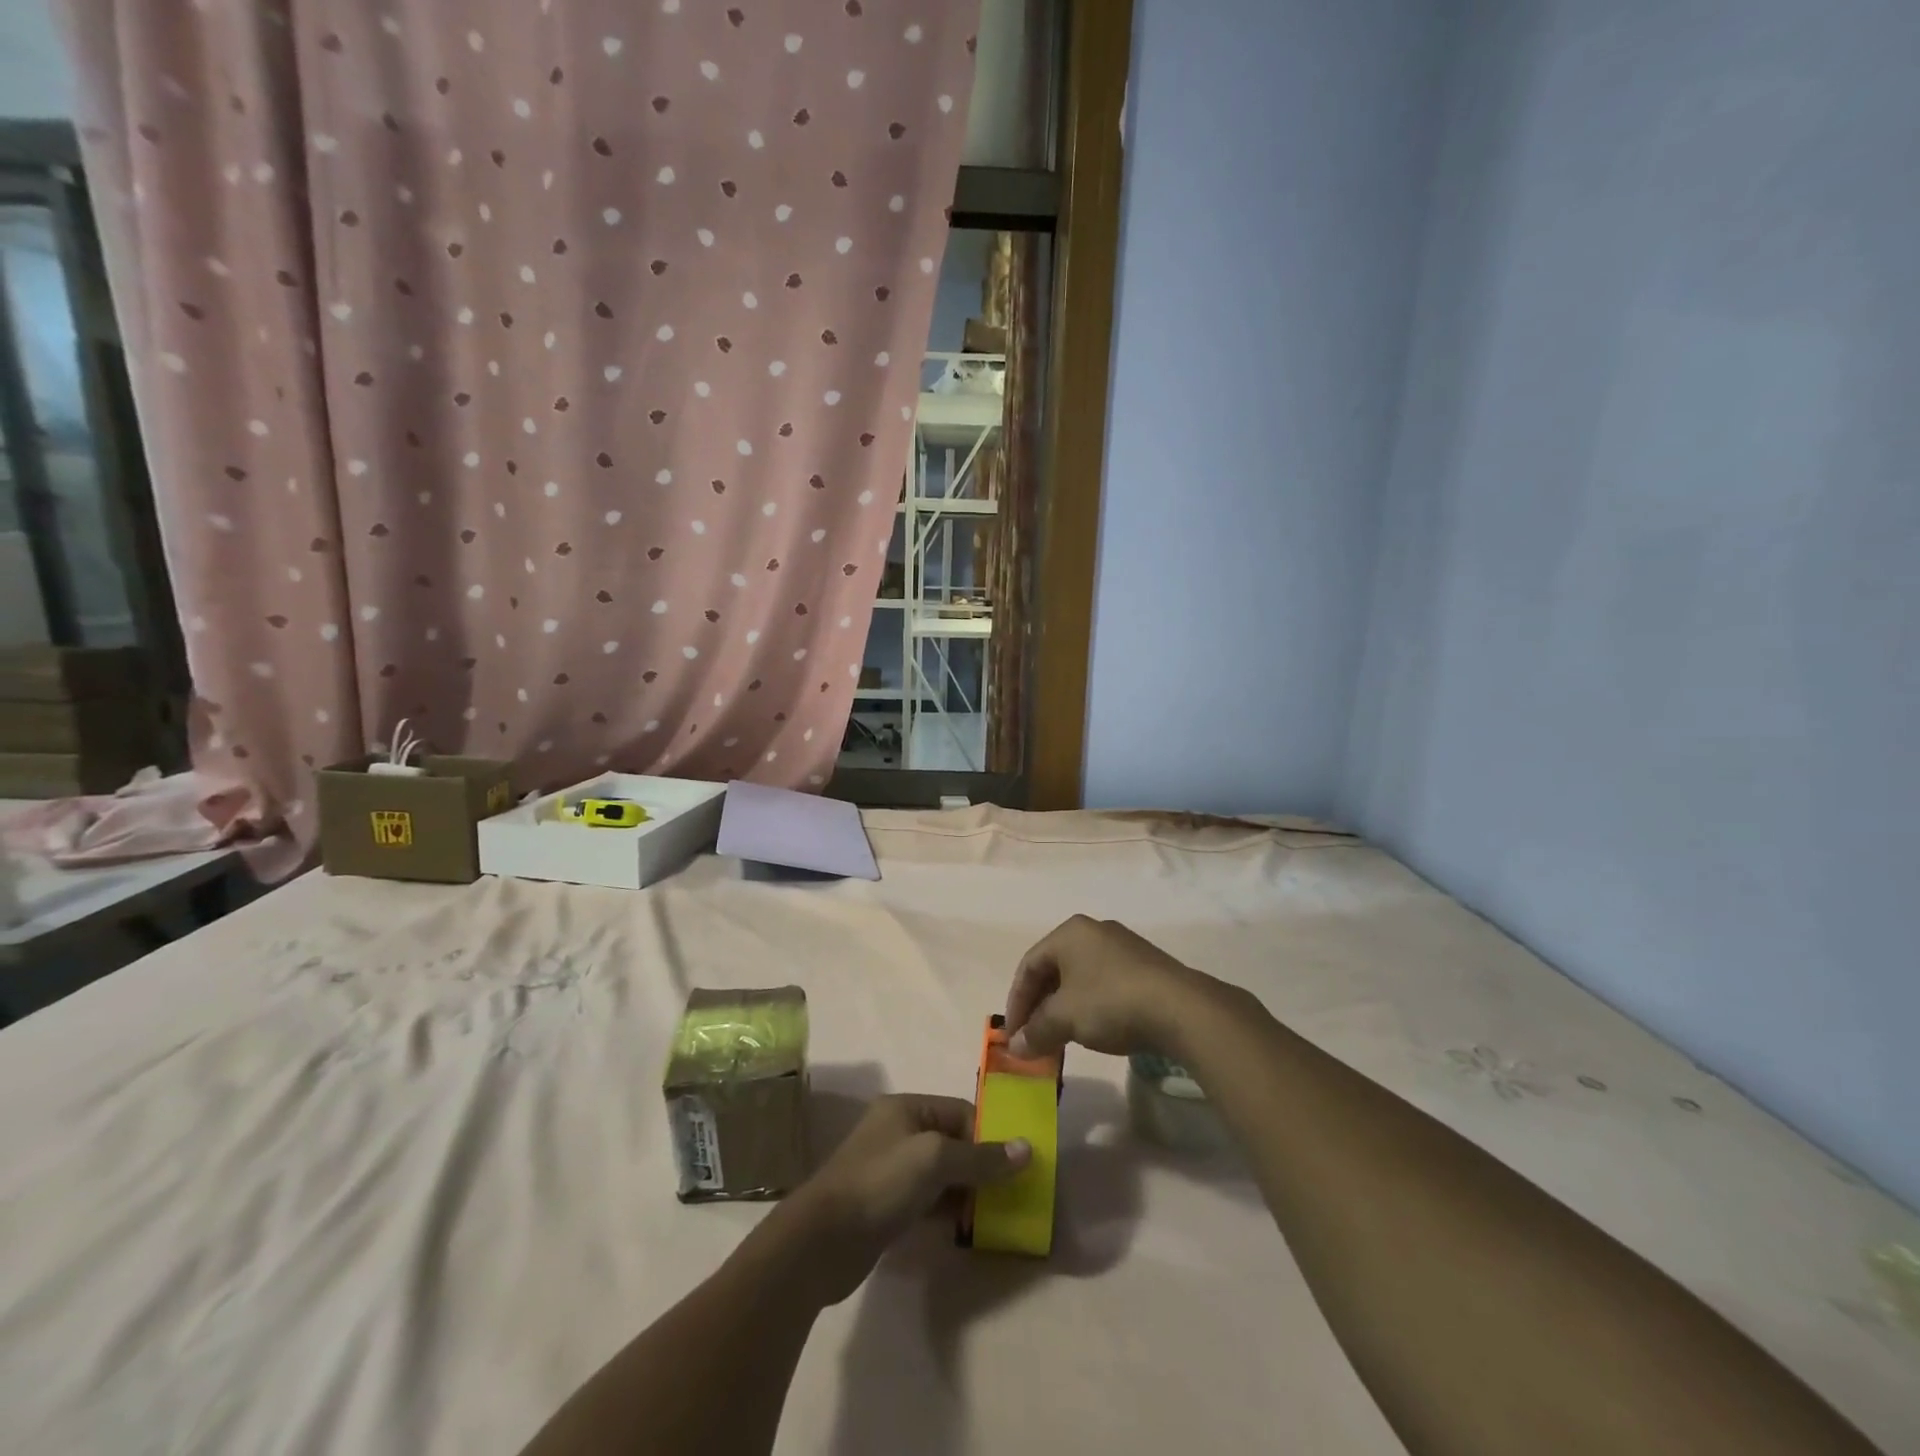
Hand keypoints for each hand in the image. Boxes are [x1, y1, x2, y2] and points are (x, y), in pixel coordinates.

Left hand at [776, 1095, 1028, 1304]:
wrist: (822, 1241)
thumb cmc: (881, 1183)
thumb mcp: (935, 1160)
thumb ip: (981, 1157)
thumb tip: (1027, 1149)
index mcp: (906, 1108)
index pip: (960, 1112)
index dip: (989, 1135)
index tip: (1017, 1164)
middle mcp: (898, 1132)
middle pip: (952, 1142)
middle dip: (981, 1165)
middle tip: (1012, 1193)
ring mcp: (890, 1170)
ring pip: (941, 1175)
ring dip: (966, 1192)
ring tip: (995, 1214)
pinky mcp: (886, 1206)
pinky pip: (927, 1200)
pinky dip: (947, 1210)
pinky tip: (966, 1229)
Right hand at [1004, 915, 1220, 1059]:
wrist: (1181, 1008)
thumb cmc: (1110, 1002)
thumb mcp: (1064, 1019)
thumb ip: (1036, 1031)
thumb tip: (1015, 1048)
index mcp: (1069, 932)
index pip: (1028, 965)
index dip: (1016, 1002)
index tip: (1013, 1035)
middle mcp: (1094, 931)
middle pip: (1054, 970)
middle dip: (1040, 1007)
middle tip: (1034, 1038)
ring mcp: (1123, 947)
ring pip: (1080, 978)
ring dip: (1064, 1010)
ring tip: (1061, 1039)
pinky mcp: (1145, 967)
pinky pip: (1104, 984)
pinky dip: (1090, 1007)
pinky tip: (1094, 1031)